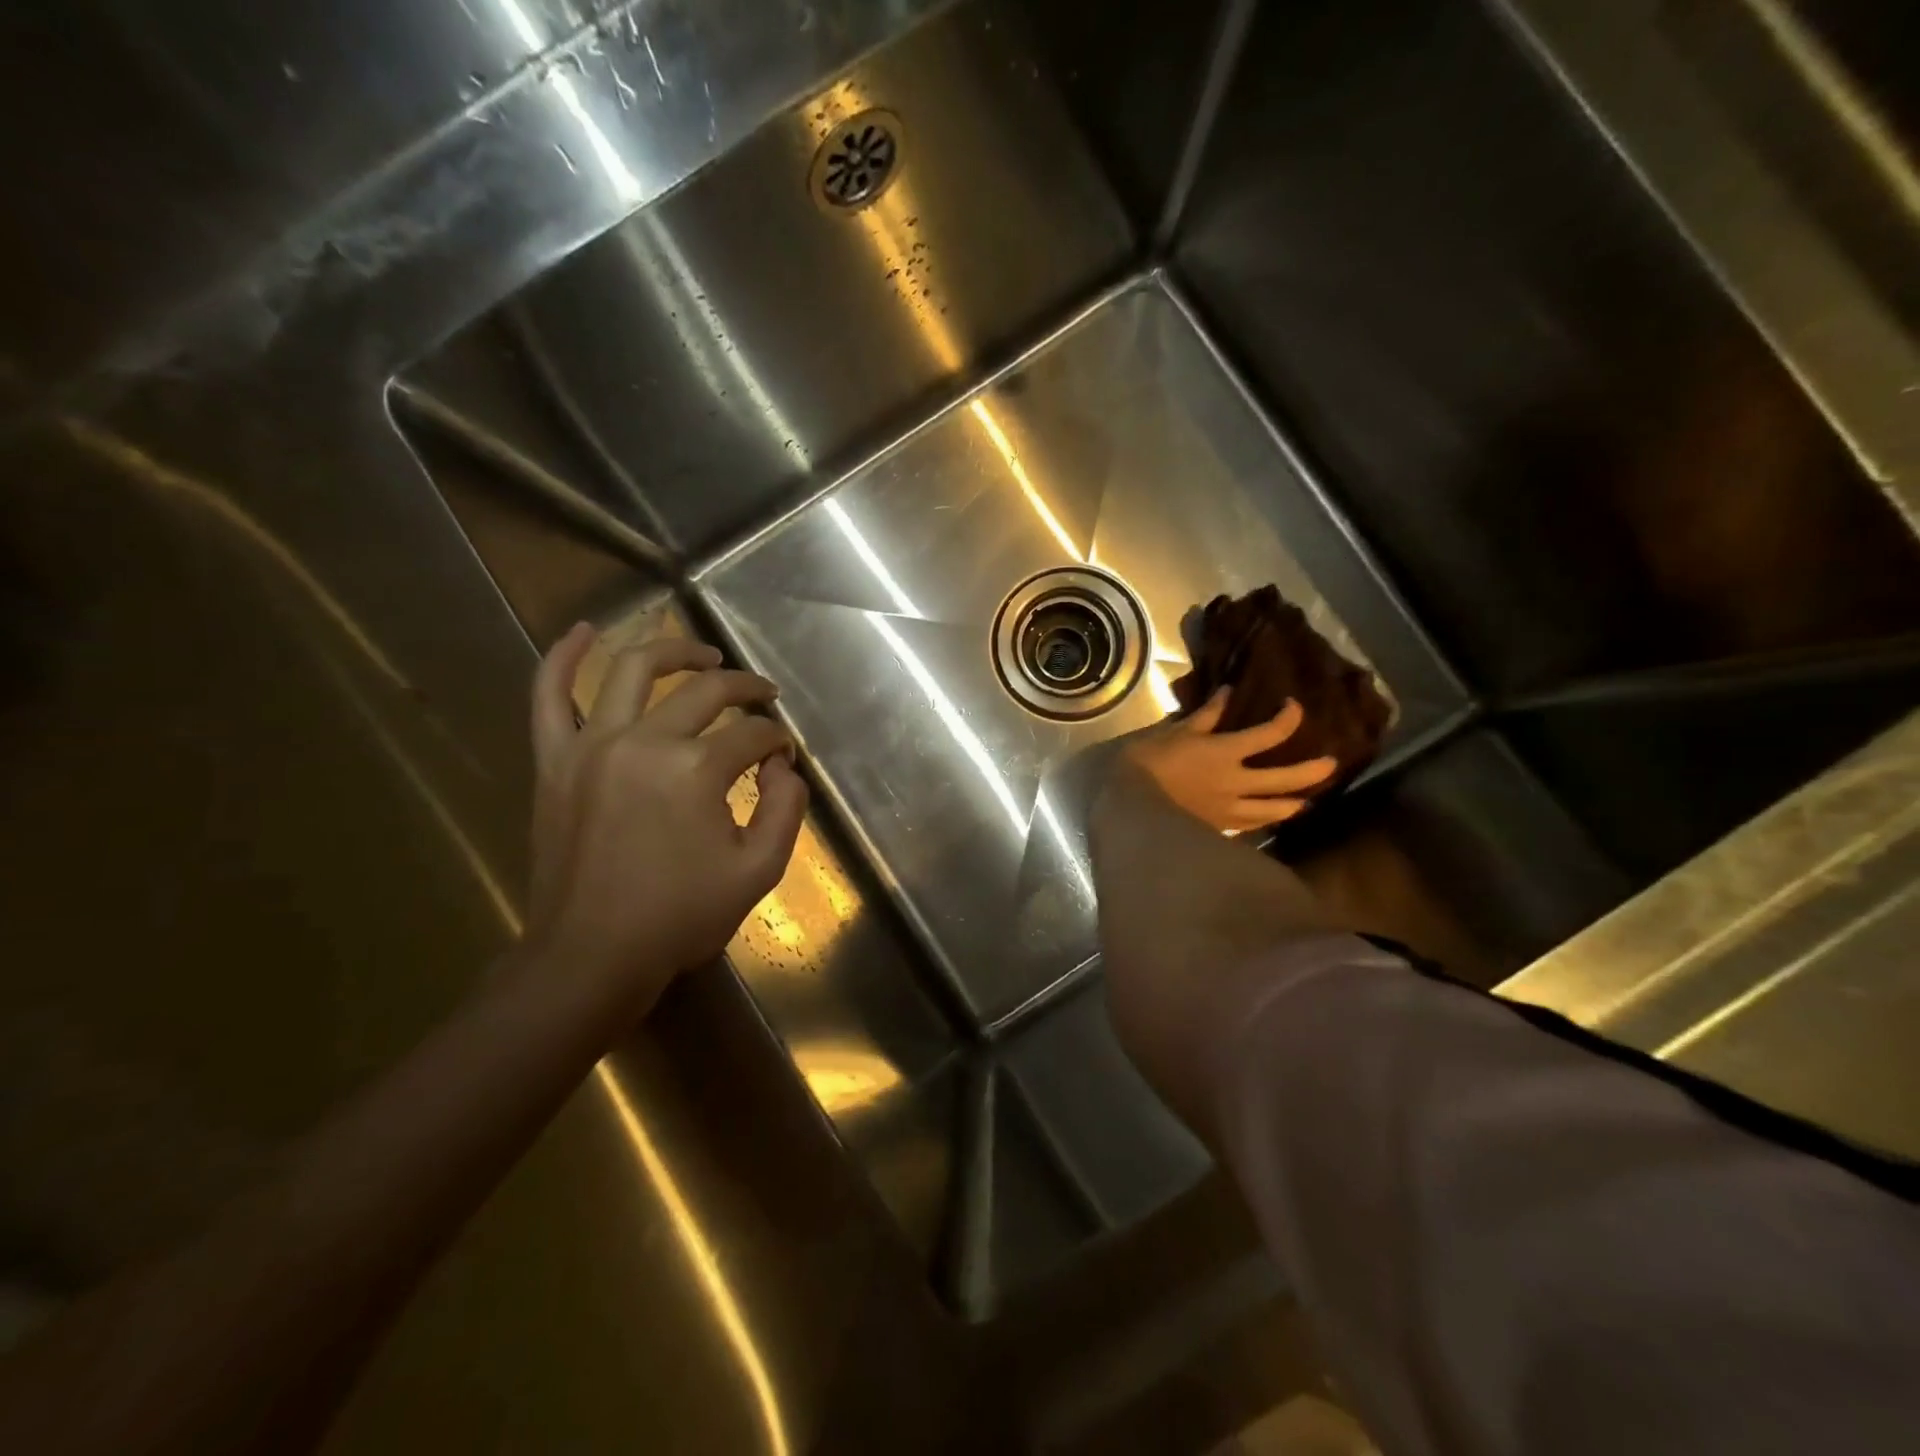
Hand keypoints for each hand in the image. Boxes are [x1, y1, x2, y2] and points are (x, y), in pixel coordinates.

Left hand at [525, 624, 808, 1019]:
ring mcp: (591, 745)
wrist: (592, 956)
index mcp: (696, 769)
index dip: (777, 741)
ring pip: (632, 670)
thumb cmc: (680, 917)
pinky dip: (562, 658)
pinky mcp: (555, 761)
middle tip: (763, 696)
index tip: (783, 757)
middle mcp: (644, 741)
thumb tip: (782, 765)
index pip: (752, 735)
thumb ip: (786, 807)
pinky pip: (549, 697)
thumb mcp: (759, 870)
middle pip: (705, 691)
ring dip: (674, 651)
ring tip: (703, 655)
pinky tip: (582, 632)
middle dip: (745, 689)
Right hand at [1124, 690, 1336, 832]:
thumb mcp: (1176, 731)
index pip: (1270, 734)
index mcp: (1226, 752)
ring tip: (1304, 802)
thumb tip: (1229, 692)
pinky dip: (1263, 821)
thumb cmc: (1149, 761)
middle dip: (1312, 771)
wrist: (1131, 803)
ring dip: (1293, 803)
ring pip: (1273, 810)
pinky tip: (1266, 820)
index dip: (1289, 719)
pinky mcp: (1218, 828)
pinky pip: (1249, 826)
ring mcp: (1230, 809)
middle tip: (1331, 764)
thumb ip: (1206, 715)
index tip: (1293, 707)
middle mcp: (1236, 782)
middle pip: (1285, 778)